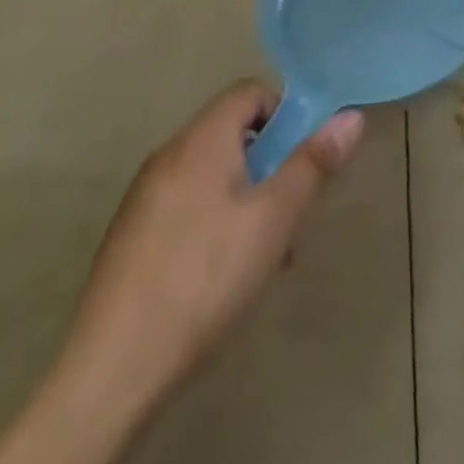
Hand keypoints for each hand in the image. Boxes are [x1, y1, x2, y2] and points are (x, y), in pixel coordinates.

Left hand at [56, 81, 364, 414]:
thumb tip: (351, 116)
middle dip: (271, 164)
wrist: (112, 370)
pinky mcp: (132, 237)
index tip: (306, 156)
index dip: (285, 112)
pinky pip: (188, 206)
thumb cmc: (206, 278)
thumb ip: (313, 164)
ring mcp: (145, 198)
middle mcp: (169, 156)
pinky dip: (217, 221)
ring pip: (213, 175)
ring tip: (266, 255)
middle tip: (292, 213)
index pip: (249, 92)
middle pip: (232, 134)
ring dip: (249, 198)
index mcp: (201, 140)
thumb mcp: (274, 218)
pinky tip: (225, 277)